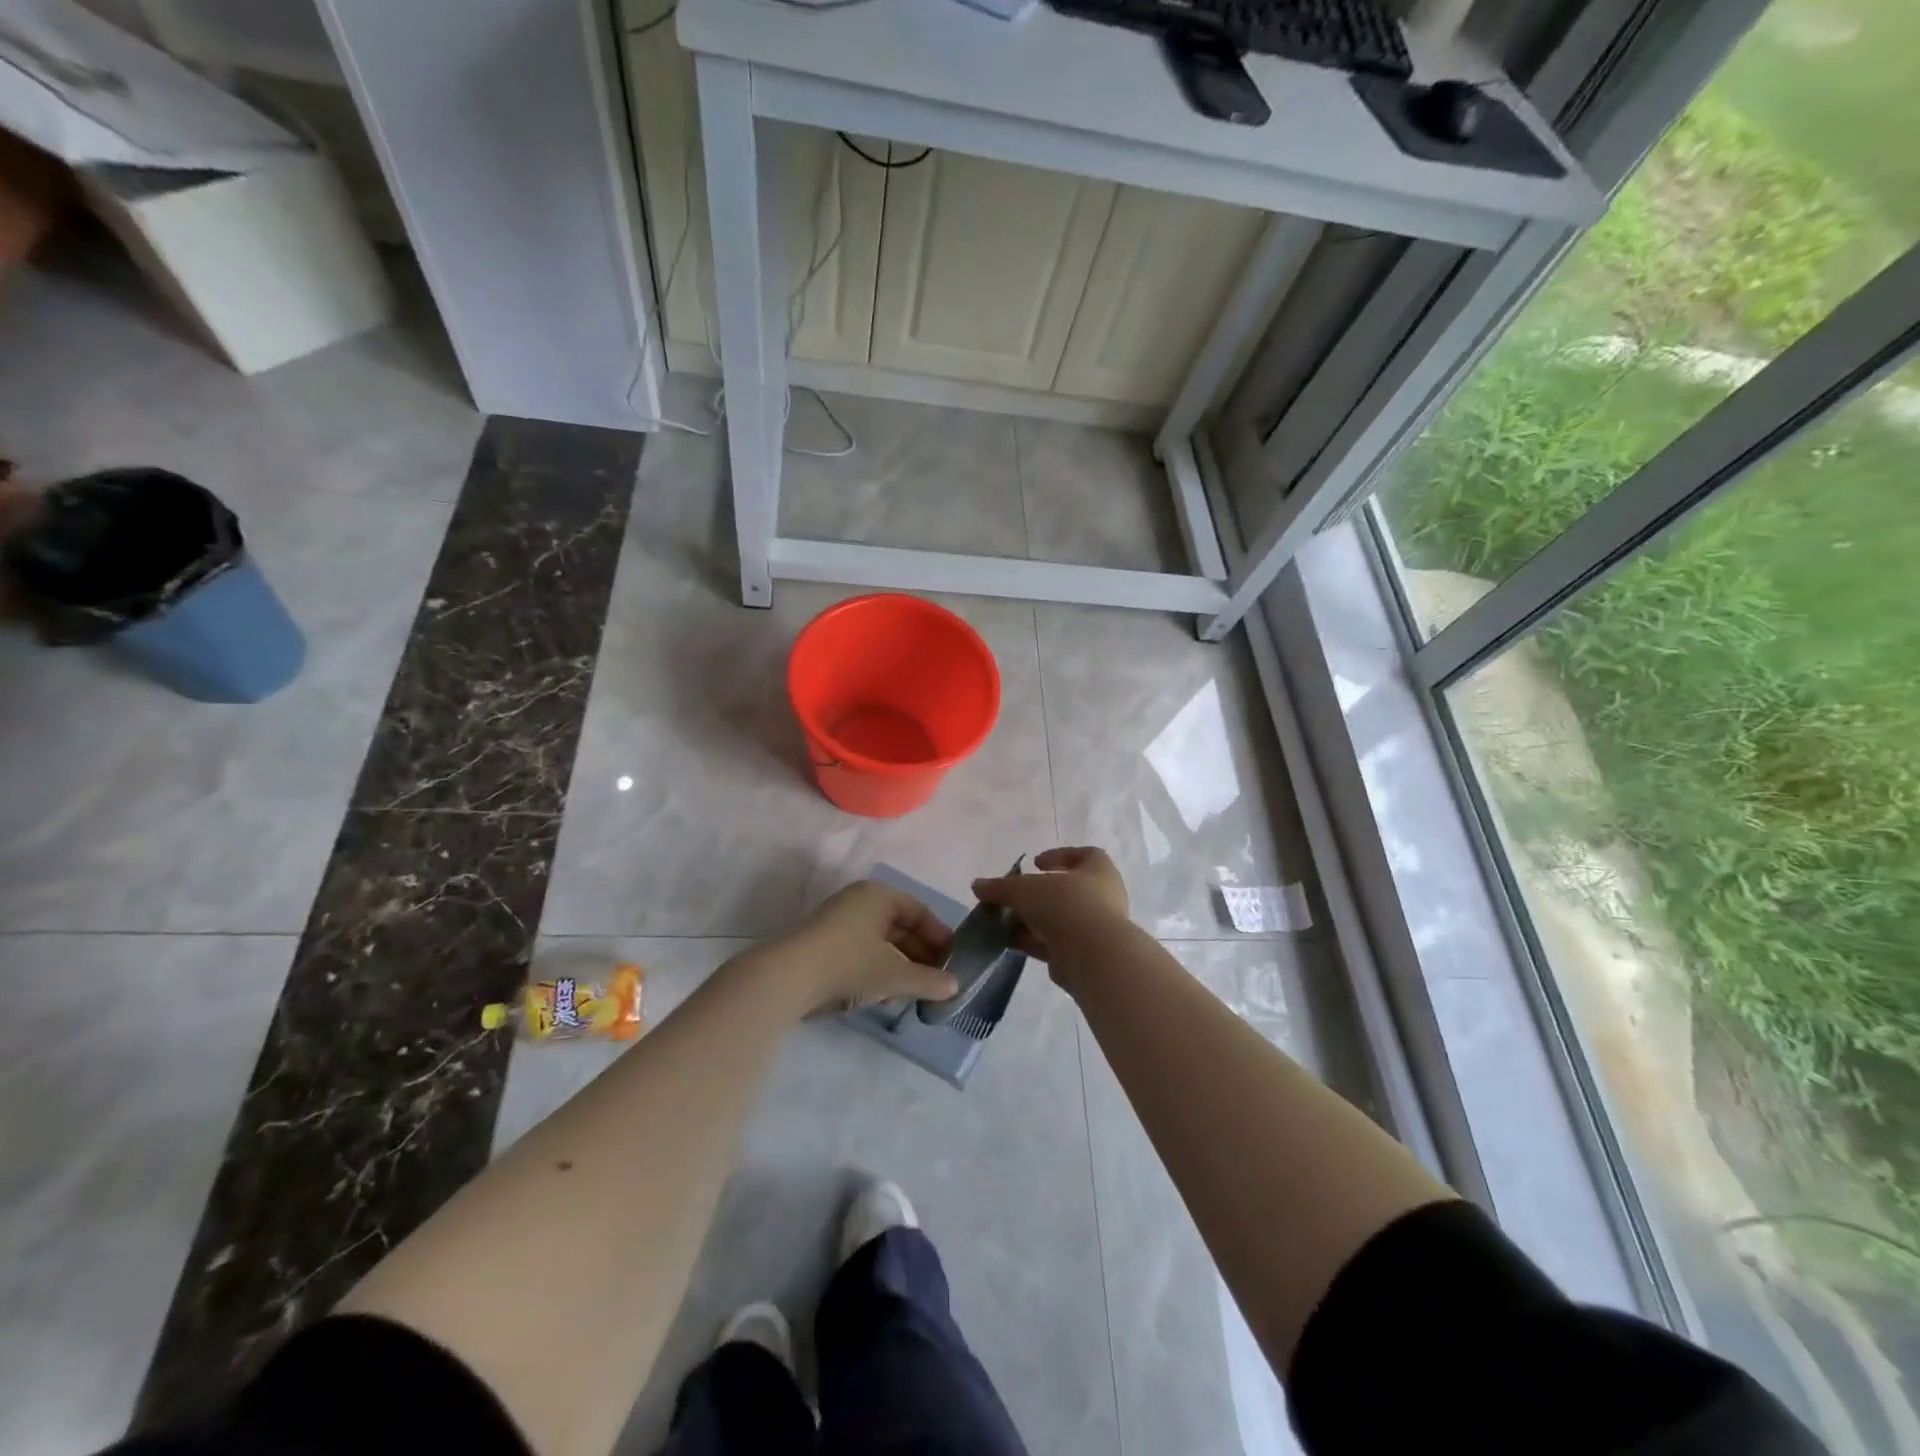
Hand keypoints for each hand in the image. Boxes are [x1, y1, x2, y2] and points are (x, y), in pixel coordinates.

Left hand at [740, 881, 958, 1014]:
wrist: (786, 979)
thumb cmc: (848, 964)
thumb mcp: (894, 974)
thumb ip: (928, 980)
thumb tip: (955, 986)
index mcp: (879, 896)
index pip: (920, 911)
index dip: (940, 937)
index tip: (954, 961)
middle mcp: (860, 901)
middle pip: (900, 926)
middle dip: (921, 955)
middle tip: (938, 981)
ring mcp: (839, 922)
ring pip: (881, 942)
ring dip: (901, 966)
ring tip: (915, 993)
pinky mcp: (825, 945)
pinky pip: (863, 952)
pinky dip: (879, 970)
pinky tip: (886, 996)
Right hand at [973, 846, 1128, 978]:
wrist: (1092, 955)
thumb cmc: (1065, 905)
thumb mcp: (1025, 889)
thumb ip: (1000, 887)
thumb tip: (977, 885)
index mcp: (1098, 870)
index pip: (1084, 855)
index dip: (1059, 856)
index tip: (1035, 864)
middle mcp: (1103, 896)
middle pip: (1066, 889)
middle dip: (1037, 894)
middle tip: (1014, 896)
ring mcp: (1095, 927)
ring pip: (1059, 918)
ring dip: (1033, 919)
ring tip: (1004, 921)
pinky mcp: (1084, 954)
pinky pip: (1055, 942)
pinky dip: (1034, 941)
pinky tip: (1011, 942)